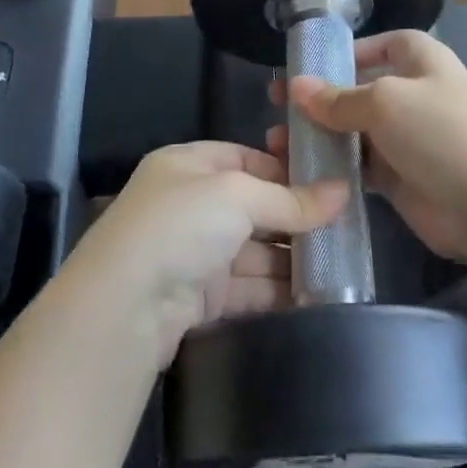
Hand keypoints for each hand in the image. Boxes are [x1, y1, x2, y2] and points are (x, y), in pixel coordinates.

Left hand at [71, 141, 347, 365]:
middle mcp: (186, 204)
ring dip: (288, 259)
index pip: (244, 159)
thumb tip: (343, 192)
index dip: (284, 171)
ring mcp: (190, 252)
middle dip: (292, 219)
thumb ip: (290, 198)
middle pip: (251, 207)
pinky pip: (244, 287)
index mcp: (187, 165)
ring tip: (337, 267)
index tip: (327, 186)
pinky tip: (311, 297)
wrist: (123, 308)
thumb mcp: (238, 196)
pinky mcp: (195, 297)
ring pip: (250, 250)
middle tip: (343, 231)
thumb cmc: (180, 227)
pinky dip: (274, 290)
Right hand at [270, 32, 466, 262]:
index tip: (308, 66)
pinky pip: (359, 165)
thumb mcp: (384, 102)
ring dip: (320, 135)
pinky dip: (334, 166)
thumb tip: (296, 86)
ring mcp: (407, 137)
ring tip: (278, 143)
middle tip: (276, 107)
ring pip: (354, 130)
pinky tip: (301, 170)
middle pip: (359, 89)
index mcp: (421, 60)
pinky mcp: (400, 176)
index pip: (381, 45)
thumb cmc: (439, 132)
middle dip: (320, 98)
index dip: (348, 52)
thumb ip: (337, 98)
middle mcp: (414, 93)